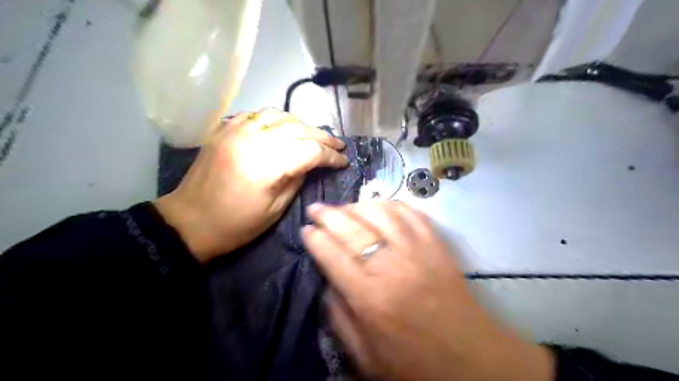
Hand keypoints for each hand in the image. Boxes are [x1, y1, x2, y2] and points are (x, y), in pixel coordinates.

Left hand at [155, 107, 346, 261]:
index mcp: (266, 166)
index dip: (331, 155)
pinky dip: (274, 119)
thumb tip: (311, 163)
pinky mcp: (224, 130)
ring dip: (300, 123)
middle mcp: (252, 141)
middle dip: (322, 136)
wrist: (189, 222)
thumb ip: (297, 180)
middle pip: (298, 128)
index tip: (343, 161)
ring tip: (312, 135)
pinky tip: (282, 129)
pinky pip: (255, 115)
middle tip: (338, 144)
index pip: (310, 150)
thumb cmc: (236, 225)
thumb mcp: (275, 210)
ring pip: (278, 114)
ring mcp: (235, 131)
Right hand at [301, 202, 550, 380]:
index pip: (332, 256)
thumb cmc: (415, 364)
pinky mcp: (437, 245)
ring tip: (345, 206)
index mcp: (370, 298)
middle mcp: (390, 267)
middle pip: (352, 229)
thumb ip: (340, 319)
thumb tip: (327, 284)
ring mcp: (417, 251)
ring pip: (381, 214)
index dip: (315, 239)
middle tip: (316, 207)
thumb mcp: (366, 358)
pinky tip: (381, 205)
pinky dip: (392, 205)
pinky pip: (412, 214)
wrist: (472, 359)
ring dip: (358, 205)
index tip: (306, 229)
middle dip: (328, 215)